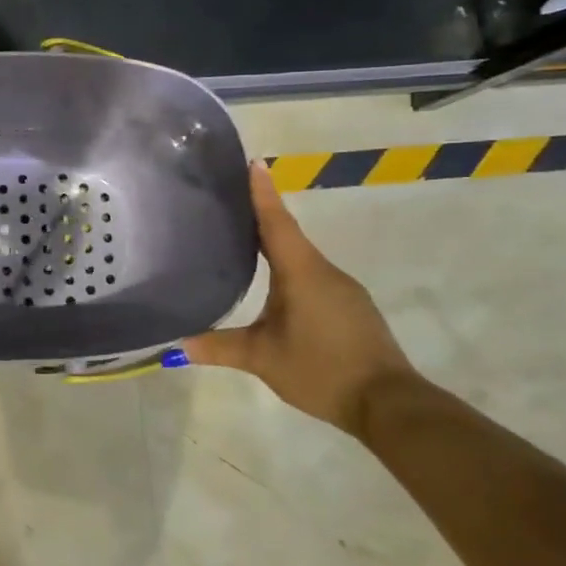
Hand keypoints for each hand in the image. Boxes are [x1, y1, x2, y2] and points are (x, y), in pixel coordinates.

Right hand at [184, 161, 416, 437]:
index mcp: (302, 272)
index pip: (276, 222)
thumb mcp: (262, 359)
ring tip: (243, 241)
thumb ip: (219, 347)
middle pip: (288, 234)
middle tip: (230, 201)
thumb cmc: (322, 370)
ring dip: (275, 245)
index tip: (253, 161)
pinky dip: (291, 269)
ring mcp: (342, 289)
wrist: (389, 404)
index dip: (262, 192)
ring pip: (301, 257)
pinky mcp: (350, 307)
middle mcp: (324, 271)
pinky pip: (313, 276)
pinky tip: (275, 285)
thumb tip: (176, 345)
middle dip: (261, 214)